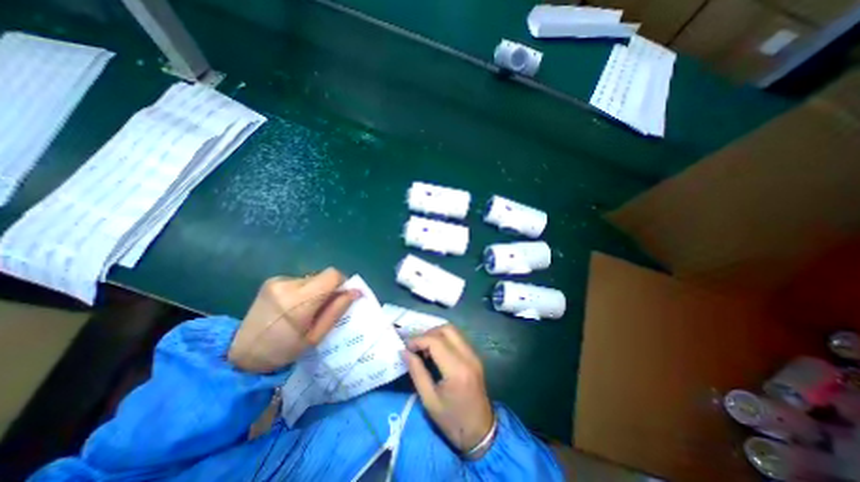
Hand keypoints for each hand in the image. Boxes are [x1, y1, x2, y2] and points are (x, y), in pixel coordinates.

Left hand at [228, 270, 356, 374]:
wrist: (242, 354)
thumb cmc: (283, 350)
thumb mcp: (315, 336)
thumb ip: (336, 311)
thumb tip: (356, 292)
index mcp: (298, 300)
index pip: (332, 275)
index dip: (342, 283)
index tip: (342, 297)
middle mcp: (287, 284)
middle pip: (323, 275)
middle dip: (329, 289)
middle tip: (323, 308)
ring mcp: (277, 280)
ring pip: (312, 277)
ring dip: (316, 290)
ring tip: (306, 309)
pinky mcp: (272, 280)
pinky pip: (300, 280)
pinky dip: (305, 290)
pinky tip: (294, 306)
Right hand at [405, 323, 493, 454]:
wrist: (481, 433)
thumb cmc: (452, 421)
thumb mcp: (429, 400)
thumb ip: (417, 372)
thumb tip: (404, 352)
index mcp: (457, 369)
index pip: (435, 341)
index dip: (418, 340)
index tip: (406, 347)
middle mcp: (468, 356)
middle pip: (447, 329)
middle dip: (428, 333)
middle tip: (415, 346)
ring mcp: (474, 355)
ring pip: (453, 331)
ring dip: (436, 334)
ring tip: (424, 348)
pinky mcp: (475, 356)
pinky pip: (458, 338)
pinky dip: (444, 339)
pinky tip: (435, 352)